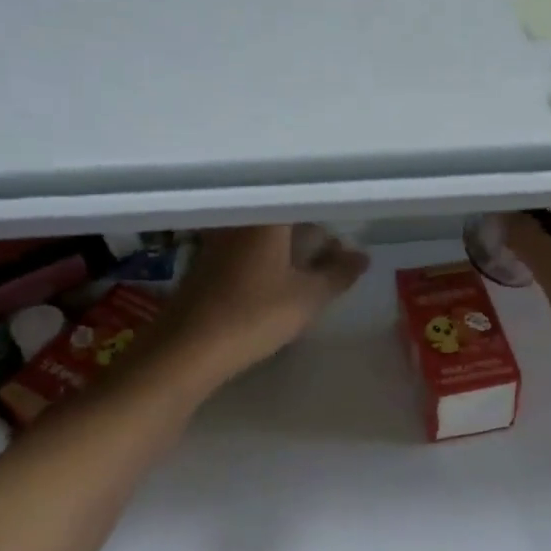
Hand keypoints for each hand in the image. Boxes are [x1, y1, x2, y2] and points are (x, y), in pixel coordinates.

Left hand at [155, 225, 368, 383]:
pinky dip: (267, 261)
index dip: (330, 218)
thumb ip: (338, 274)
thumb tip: (363, 256)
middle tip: (335, 262)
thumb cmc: (255, 315)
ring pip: (264, 235)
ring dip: (289, 250)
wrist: (188, 348)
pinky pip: (246, 251)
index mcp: (267, 217)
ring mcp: (217, 240)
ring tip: (311, 276)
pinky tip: (277, 285)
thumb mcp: (308, 298)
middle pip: (284, 218)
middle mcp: (240, 219)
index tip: (347, 239)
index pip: (306, 202)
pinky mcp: (205, 263)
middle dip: (312, 237)